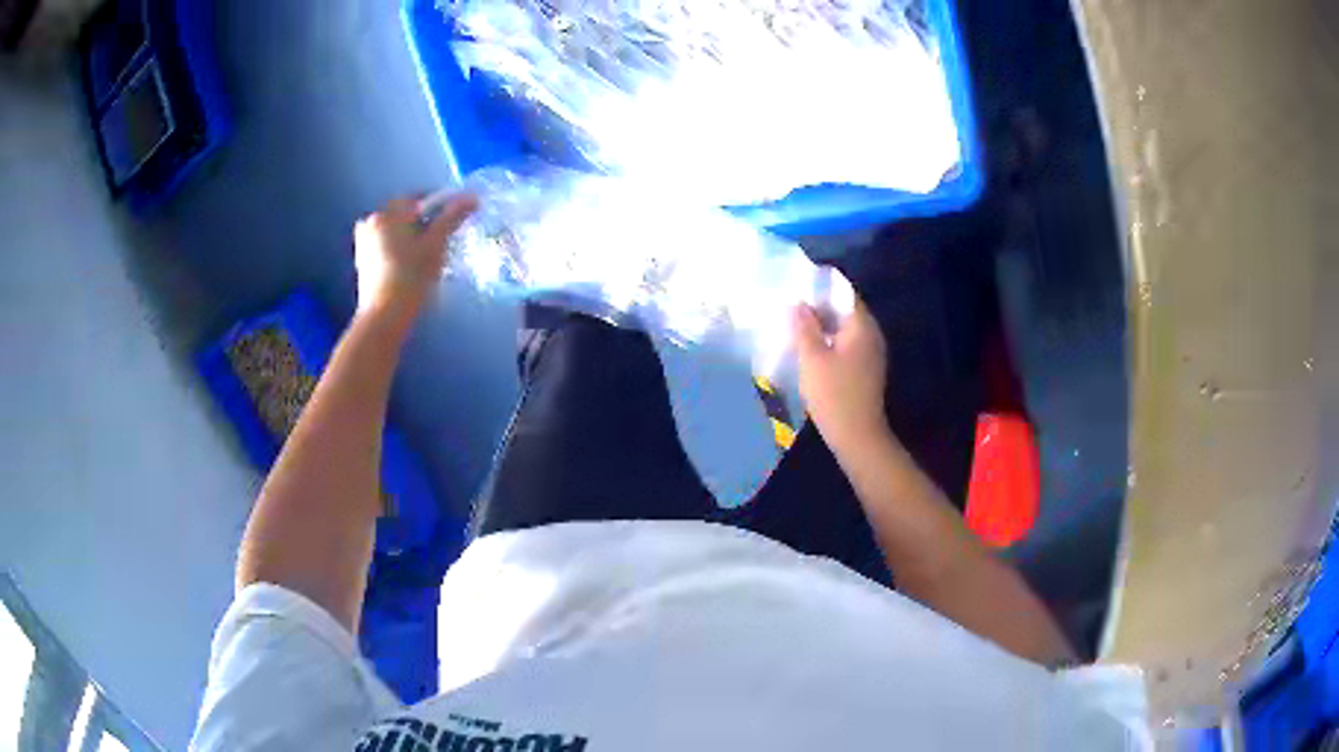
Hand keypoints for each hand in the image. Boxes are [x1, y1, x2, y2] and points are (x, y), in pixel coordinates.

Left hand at [354, 192, 478, 316]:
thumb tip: (472, 197)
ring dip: (412, 236)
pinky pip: (386, 244)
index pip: (420, 198)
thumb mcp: (436, 244)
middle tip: (443, 240)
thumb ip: (453, 217)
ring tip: (428, 255)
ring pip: (396, 230)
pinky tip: (410, 265)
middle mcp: (372, 220)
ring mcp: (364, 241)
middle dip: (425, 222)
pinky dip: (399, 248)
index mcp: (388, 212)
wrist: (384, 315)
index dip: (441, 206)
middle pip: (406, 214)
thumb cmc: (411, 276)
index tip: (455, 221)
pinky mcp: (363, 260)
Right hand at [792, 298, 890, 455]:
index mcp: (862, 327)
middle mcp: (872, 335)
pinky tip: (811, 349)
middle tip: (792, 307)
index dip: (822, 288)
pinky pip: (847, 345)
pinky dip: (830, 341)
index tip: (799, 287)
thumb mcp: (812, 358)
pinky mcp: (866, 369)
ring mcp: (871, 353)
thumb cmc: (834, 394)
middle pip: (846, 310)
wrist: (857, 436)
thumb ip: (804, 327)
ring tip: (797, 327)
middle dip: (820, 307)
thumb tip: (798, 303)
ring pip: (845, 329)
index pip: (844, 293)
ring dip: (824, 326)